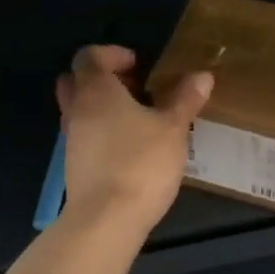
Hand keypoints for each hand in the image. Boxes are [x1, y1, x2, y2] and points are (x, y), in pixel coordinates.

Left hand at [55, 45, 211, 231]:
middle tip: (135, 89)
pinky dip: (103, 133)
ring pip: (80, 110)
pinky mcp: (75, 166)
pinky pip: (85, 136)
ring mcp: (72, 140)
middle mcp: (77, 110)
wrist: (107, 219)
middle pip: (77, 81)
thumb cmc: (141, 163)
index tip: (139, 65)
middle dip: (103, 79)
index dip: (112, 54)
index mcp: (96, 91)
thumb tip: (202, 76)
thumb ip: (185, 99)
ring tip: (140, 120)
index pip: (89, 56)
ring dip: (104, 108)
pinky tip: (131, 148)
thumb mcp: (173, 128)